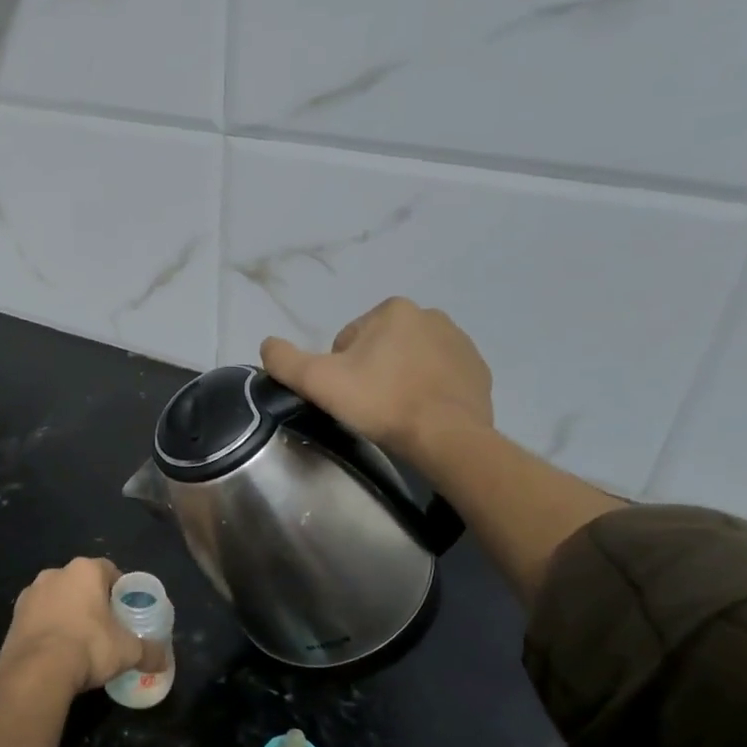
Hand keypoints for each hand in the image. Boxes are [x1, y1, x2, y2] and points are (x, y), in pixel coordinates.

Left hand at [0, 558, 162, 694]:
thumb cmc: (89, 646)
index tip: (124, 611)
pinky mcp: (14, 615)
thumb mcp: (128, 651)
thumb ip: (150, 651)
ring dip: (66, 613)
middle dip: (91, 601)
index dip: (119, 590)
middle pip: (81, 583)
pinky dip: (47, 628)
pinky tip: (55, 651)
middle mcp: (55, 572)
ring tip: (77, 642)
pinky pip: (37, 617)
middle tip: (104, 627)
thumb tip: (164, 660)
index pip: (109, 570)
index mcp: (85, 570)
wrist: (37, 670)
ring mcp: (31, 593)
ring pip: (56, 598)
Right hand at [260, 298, 493, 466]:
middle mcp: (430, 316)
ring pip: (410, 361)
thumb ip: (284, 359)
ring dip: (399, 381)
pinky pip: (440, 378)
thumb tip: (267, 344)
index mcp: (393, 309)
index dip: (340, 370)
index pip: (348, 341)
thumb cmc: (380, 402)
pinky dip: (428, 392)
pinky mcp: (478, 372)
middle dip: (371, 373)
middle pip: (380, 348)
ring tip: (395, 413)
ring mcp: (460, 343)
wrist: (446, 437)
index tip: (348, 396)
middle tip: (369, 406)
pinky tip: (421, 416)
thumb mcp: (317, 381)